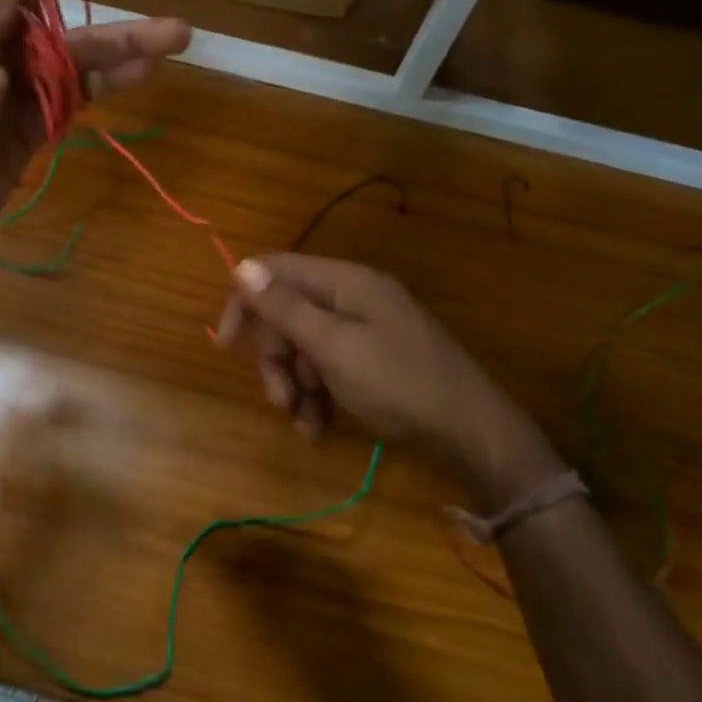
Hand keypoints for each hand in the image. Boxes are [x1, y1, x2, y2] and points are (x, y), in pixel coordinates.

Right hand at [215, 254, 565, 506]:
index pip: (274, 270)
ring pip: (305, 346)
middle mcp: (353, 297)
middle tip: (278, 398)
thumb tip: (241, 266)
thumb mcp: (333, 347)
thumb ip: (285, 307)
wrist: (474, 435)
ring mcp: (366, 329)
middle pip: (288, 313)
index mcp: (344, 281)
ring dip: (295, 384)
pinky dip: (318, 396)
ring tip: (302, 422)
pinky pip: (330, 368)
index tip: (226, 346)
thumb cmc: (399, 384)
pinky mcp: (375, 360)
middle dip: (275, 357)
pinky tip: (319, 429)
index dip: (244, 302)